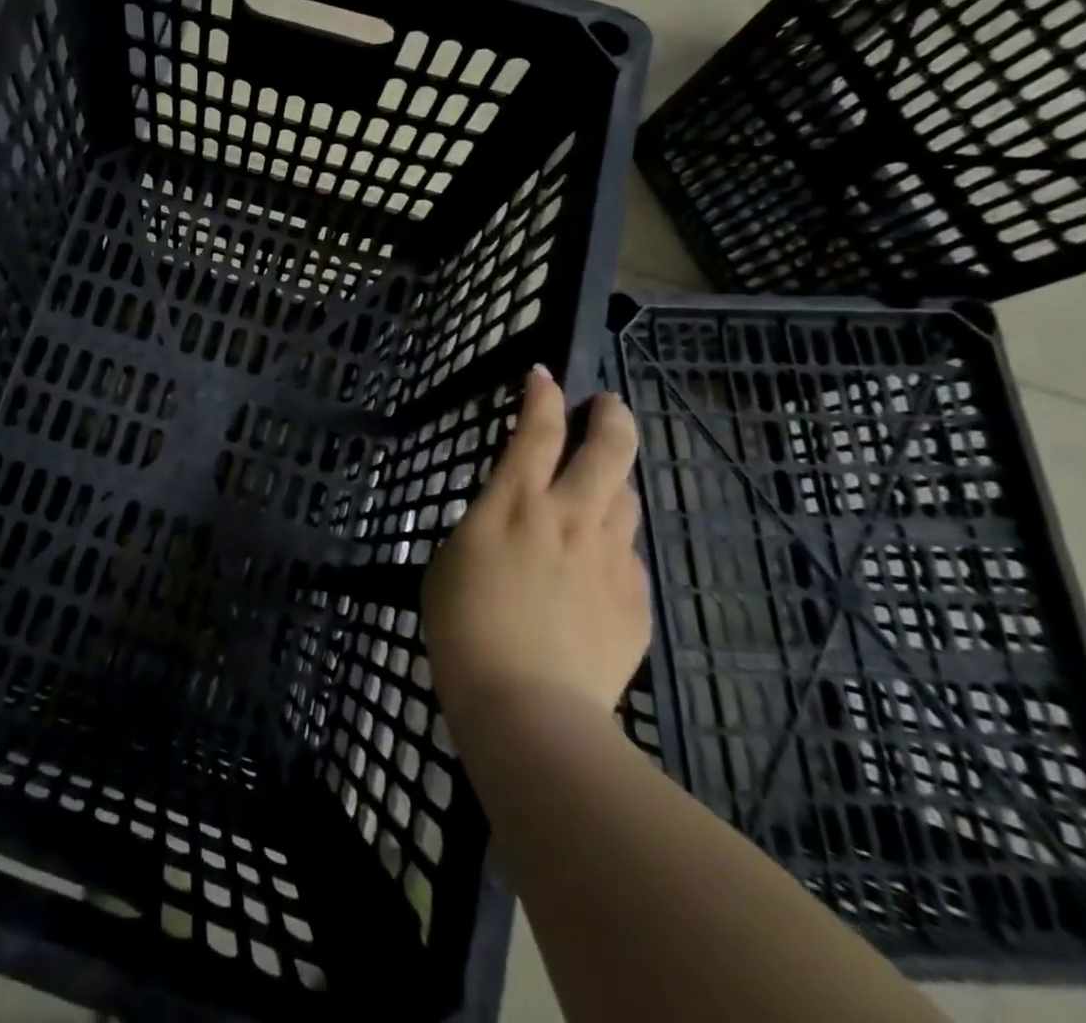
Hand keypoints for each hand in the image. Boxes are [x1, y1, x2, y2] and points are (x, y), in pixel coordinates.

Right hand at [423, 365, 648, 722]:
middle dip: (610, 415)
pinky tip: (592, 574)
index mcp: (513, 504)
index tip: (544, 377)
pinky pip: (628, 556)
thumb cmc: (463, 630)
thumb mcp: (450, 562)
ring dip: (613, 483)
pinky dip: (612, 549)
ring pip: (627, 498)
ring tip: (598, 491)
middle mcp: (569, 517)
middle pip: (608, 448)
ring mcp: (610, 558)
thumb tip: (512, 522)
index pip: (537, 429)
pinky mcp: (635, 599)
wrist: (527, 708)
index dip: (543, 395)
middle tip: (606, 406)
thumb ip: (485, 528)